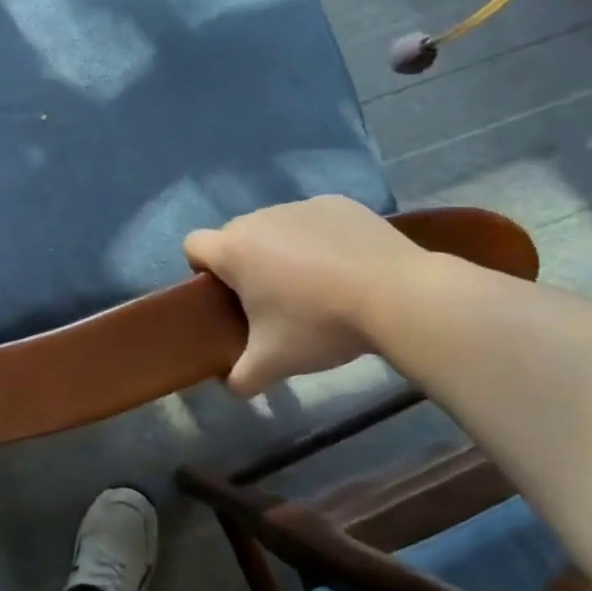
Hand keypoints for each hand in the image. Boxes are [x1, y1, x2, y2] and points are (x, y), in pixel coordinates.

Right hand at [184, 196, 423, 394]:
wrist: (398, 295)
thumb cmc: (320, 324)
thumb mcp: (275, 361)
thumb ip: (242, 376)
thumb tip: (231, 387)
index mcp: (233, 250)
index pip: (193, 246)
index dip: (202, 270)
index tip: (228, 296)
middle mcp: (258, 218)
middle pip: (235, 236)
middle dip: (246, 263)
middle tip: (274, 300)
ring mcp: (299, 206)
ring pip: (275, 227)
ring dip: (282, 250)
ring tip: (318, 284)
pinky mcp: (337, 203)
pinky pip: (313, 220)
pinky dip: (320, 239)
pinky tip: (347, 267)